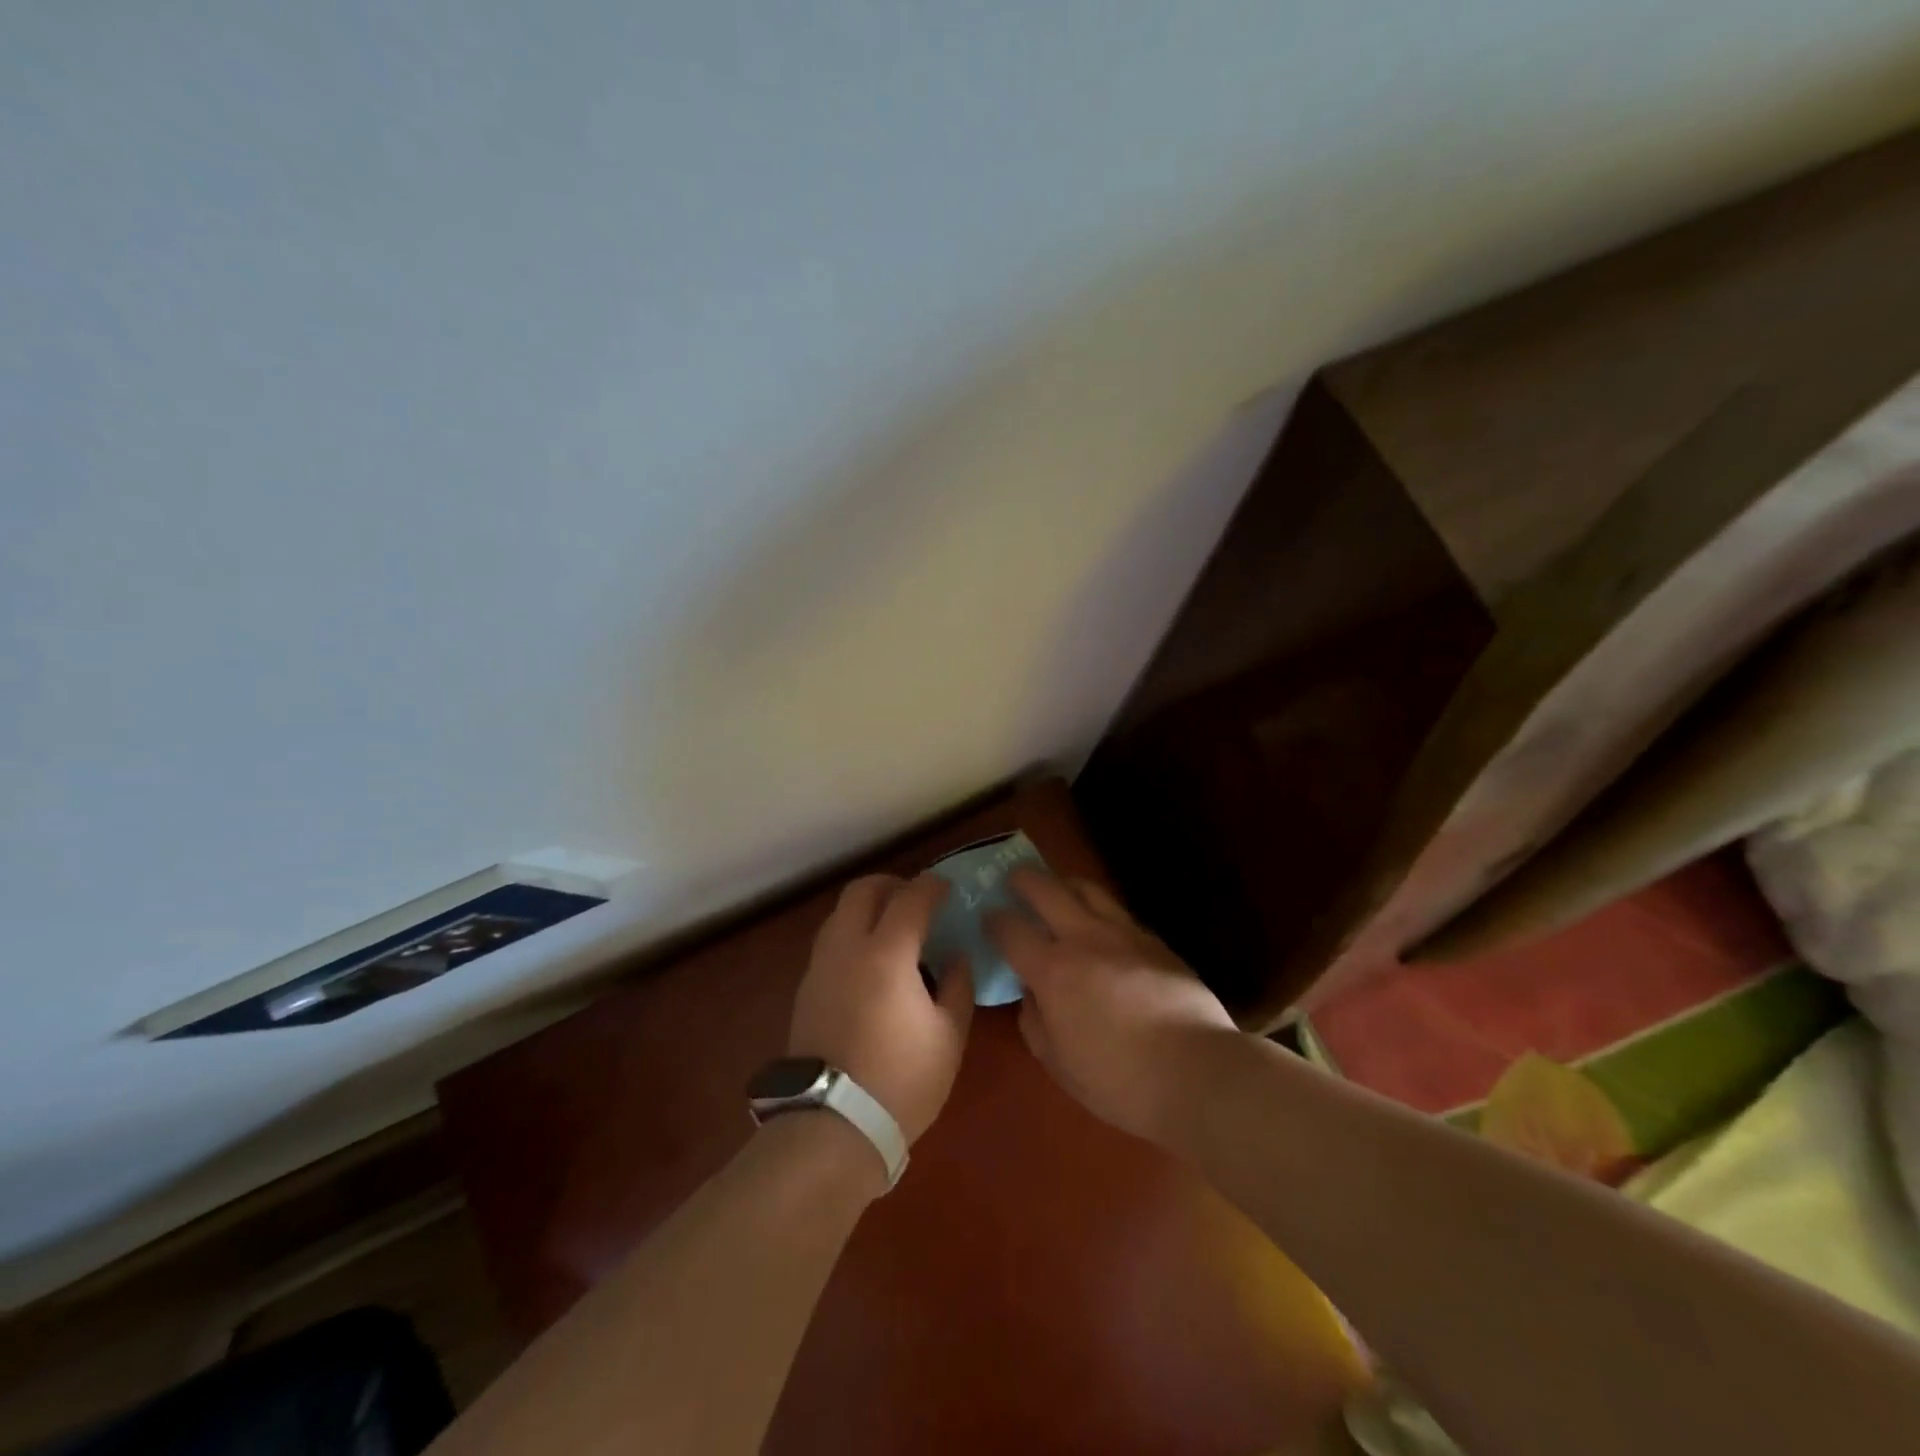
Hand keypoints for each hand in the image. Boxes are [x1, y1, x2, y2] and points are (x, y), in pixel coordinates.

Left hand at [789, 873, 974, 1144]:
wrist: (832, 1126)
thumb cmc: (901, 1080)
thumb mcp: (949, 1036)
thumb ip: (958, 985)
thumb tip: (956, 956)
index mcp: (886, 953)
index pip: (910, 897)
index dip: (932, 886)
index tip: (948, 888)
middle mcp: (847, 947)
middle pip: (862, 890)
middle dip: (892, 885)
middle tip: (916, 901)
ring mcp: (820, 967)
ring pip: (840, 913)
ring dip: (868, 908)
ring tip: (894, 930)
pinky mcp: (805, 989)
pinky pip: (830, 941)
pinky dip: (852, 934)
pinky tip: (871, 964)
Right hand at [988, 870, 1238, 1144]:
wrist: (1198, 1072)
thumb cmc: (1120, 1080)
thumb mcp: (1059, 1064)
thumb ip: (1035, 1022)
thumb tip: (1031, 994)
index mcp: (1053, 970)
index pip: (1012, 930)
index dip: (995, 920)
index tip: (988, 917)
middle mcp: (1085, 939)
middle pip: (1047, 890)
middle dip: (1025, 880)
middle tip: (1015, 879)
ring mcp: (1124, 934)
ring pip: (1088, 889)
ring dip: (1064, 883)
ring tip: (1058, 888)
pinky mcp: (1156, 941)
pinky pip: (1119, 911)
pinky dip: (1100, 909)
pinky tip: (1102, 924)